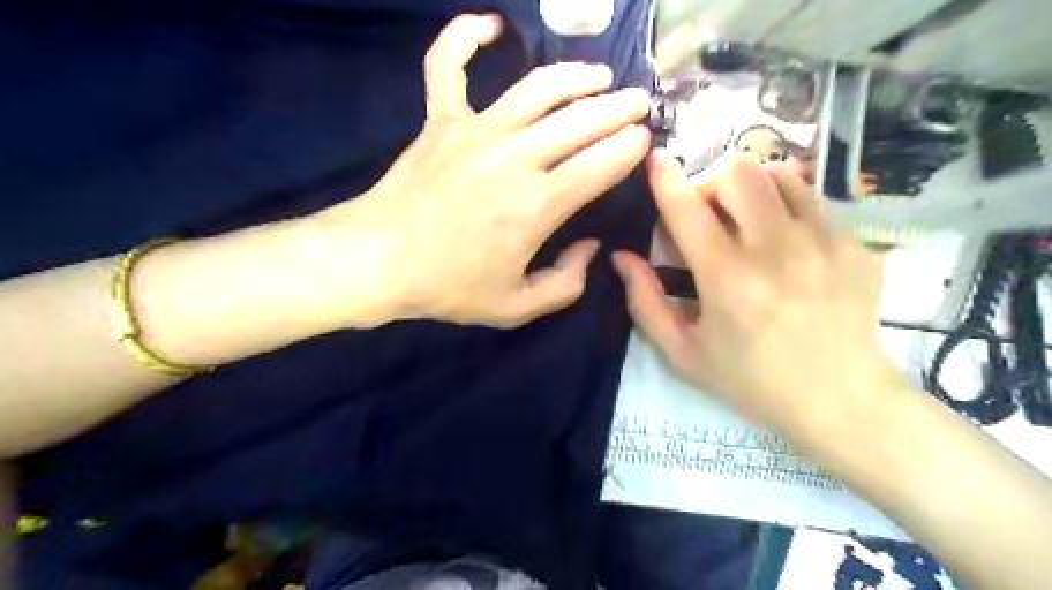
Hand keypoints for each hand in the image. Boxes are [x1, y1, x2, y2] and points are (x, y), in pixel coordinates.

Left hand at [312, 13, 655, 325]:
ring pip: (537, 88)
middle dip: (619, 108)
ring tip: (600, 75)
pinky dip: (466, 37)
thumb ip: (565, 284)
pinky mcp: (440, 120)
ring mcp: (475, 130)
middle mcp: (515, 157)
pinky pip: (449, 65)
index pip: (601, 163)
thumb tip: (590, 248)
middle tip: (637, 103)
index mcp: (538, 205)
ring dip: (576, 76)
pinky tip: (492, 26)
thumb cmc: (448, 287)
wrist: (378, 261)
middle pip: (580, 119)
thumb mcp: (516, 307)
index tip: (643, 141)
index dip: (629, 148)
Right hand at [618, 153, 903, 442]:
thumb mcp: (683, 353)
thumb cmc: (751, 381)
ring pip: (780, 174)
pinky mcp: (855, 245)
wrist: (841, 402)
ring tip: (748, 220)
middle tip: (709, 215)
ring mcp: (824, 242)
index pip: (687, 210)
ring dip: (752, 188)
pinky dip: (786, 209)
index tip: (655, 160)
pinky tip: (786, 245)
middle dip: (712, 183)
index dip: (665, 179)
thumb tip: (622, 257)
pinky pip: (813, 201)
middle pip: (739, 172)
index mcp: (727, 279)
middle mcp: (776, 249)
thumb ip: (645, 302)